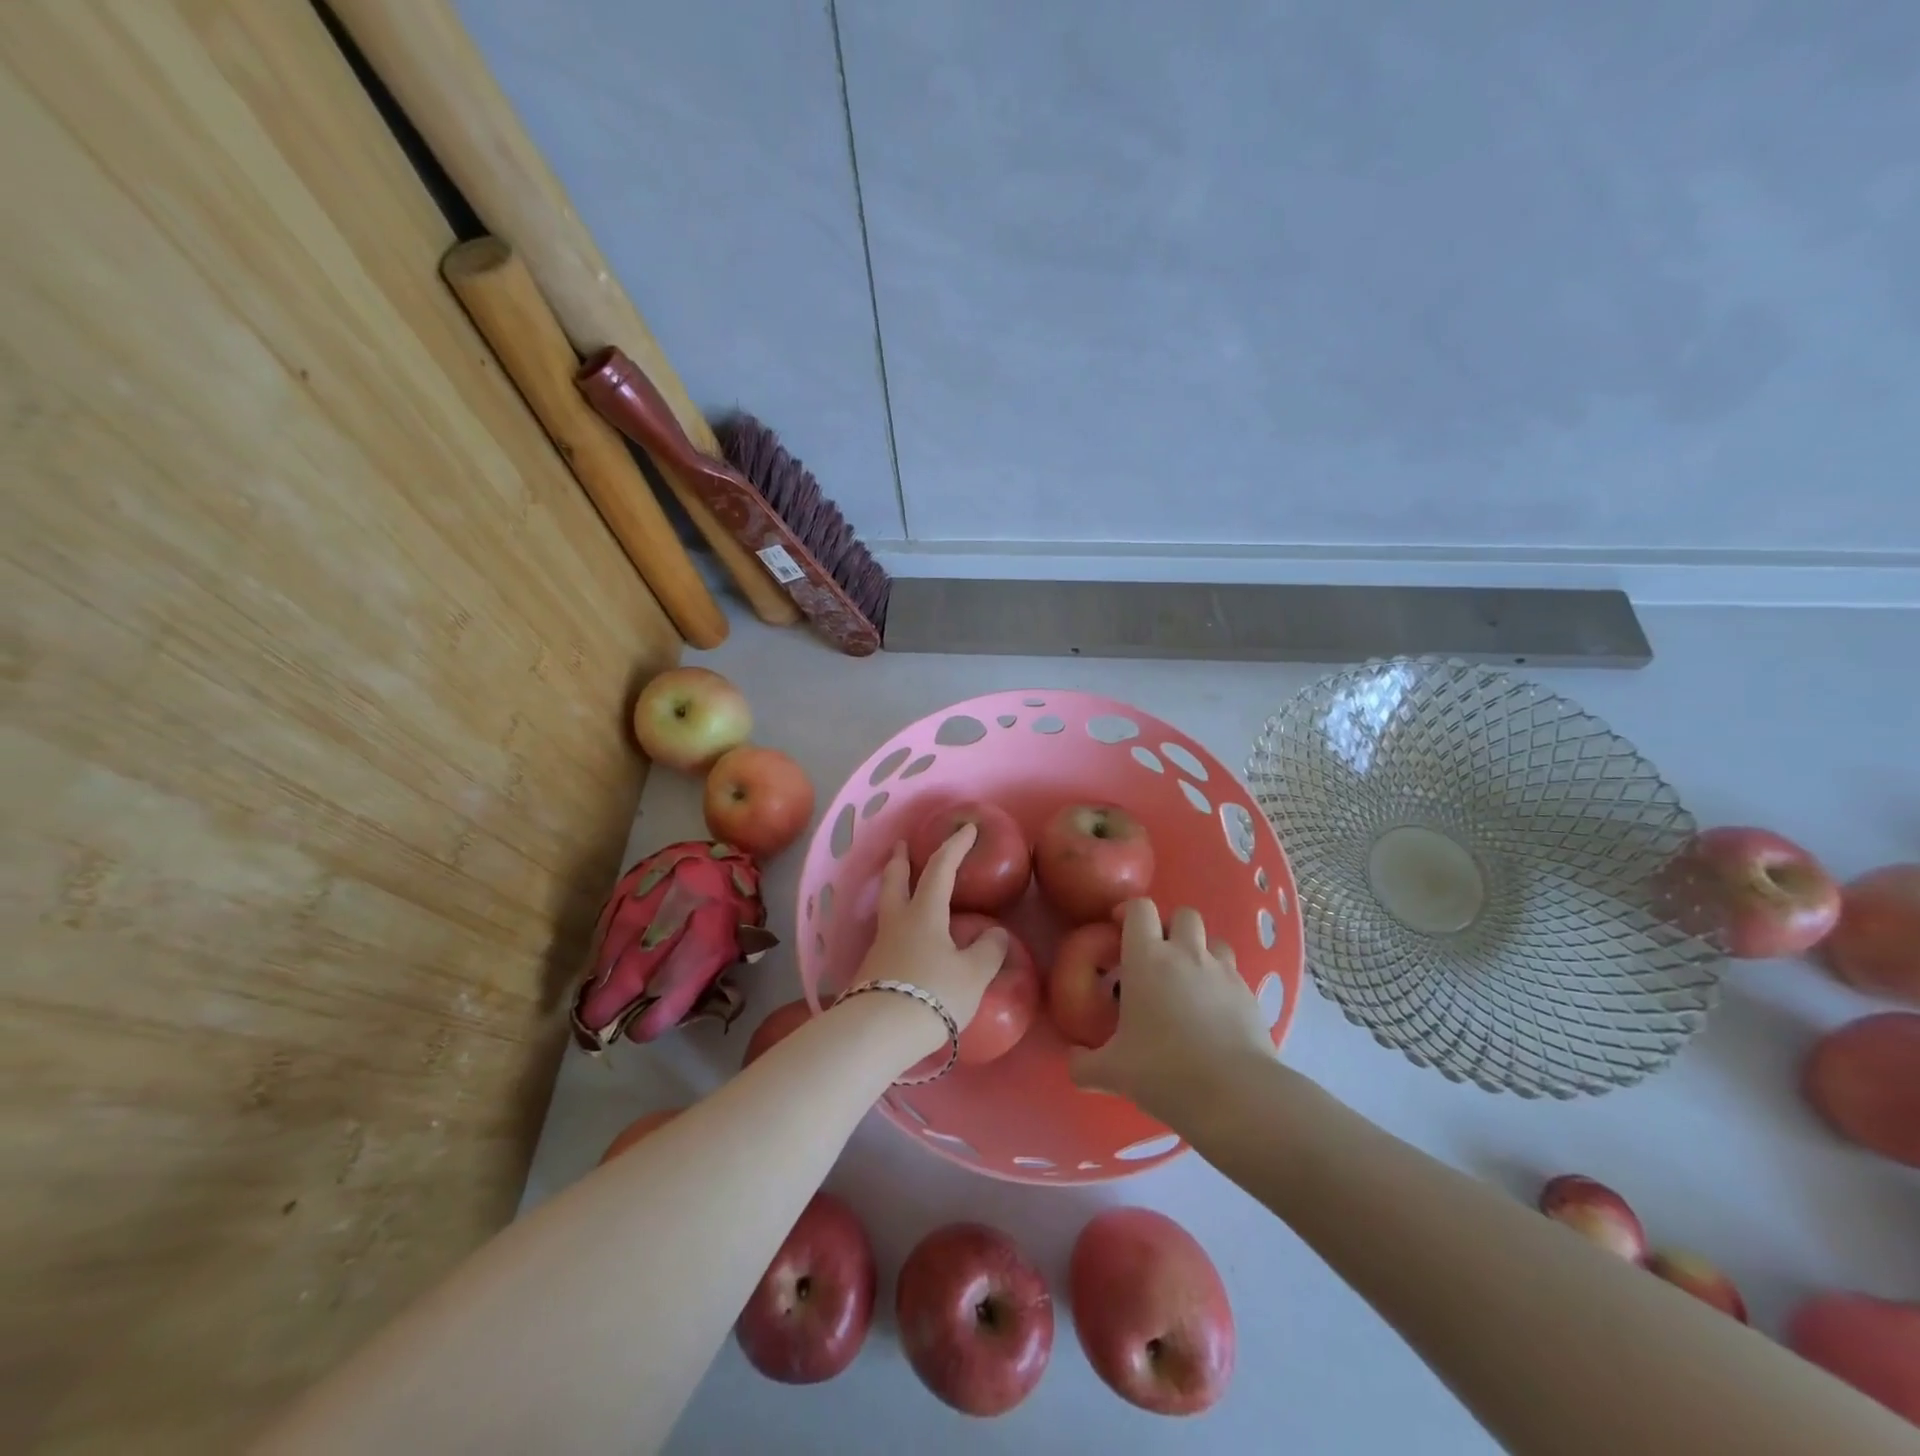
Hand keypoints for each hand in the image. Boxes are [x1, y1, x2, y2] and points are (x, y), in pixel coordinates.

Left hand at [849, 825, 1009, 1060]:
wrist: (879, 1032)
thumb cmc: (933, 994)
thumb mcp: (973, 975)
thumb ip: (988, 951)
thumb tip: (995, 934)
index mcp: (924, 913)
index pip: (940, 869)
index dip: (955, 847)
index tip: (967, 829)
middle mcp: (897, 923)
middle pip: (894, 882)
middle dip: (900, 861)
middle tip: (900, 846)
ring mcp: (879, 947)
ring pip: (887, 908)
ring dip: (894, 891)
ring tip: (903, 891)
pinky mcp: (871, 972)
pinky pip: (887, 937)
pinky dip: (897, 926)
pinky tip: (906, 941)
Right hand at [1068, 899, 1272, 1119]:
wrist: (1235, 1095)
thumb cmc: (1164, 1071)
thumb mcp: (1112, 1073)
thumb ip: (1084, 1064)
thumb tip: (1073, 1060)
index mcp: (1147, 959)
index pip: (1140, 909)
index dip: (1129, 911)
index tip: (1119, 927)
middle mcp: (1186, 954)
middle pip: (1183, 914)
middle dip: (1170, 927)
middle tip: (1157, 955)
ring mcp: (1222, 971)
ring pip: (1213, 939)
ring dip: (1200, 950)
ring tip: (1189, 978)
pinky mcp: (1249, 994)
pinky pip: (1233, 972)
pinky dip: (1221, 981)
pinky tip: (1214, 1010)